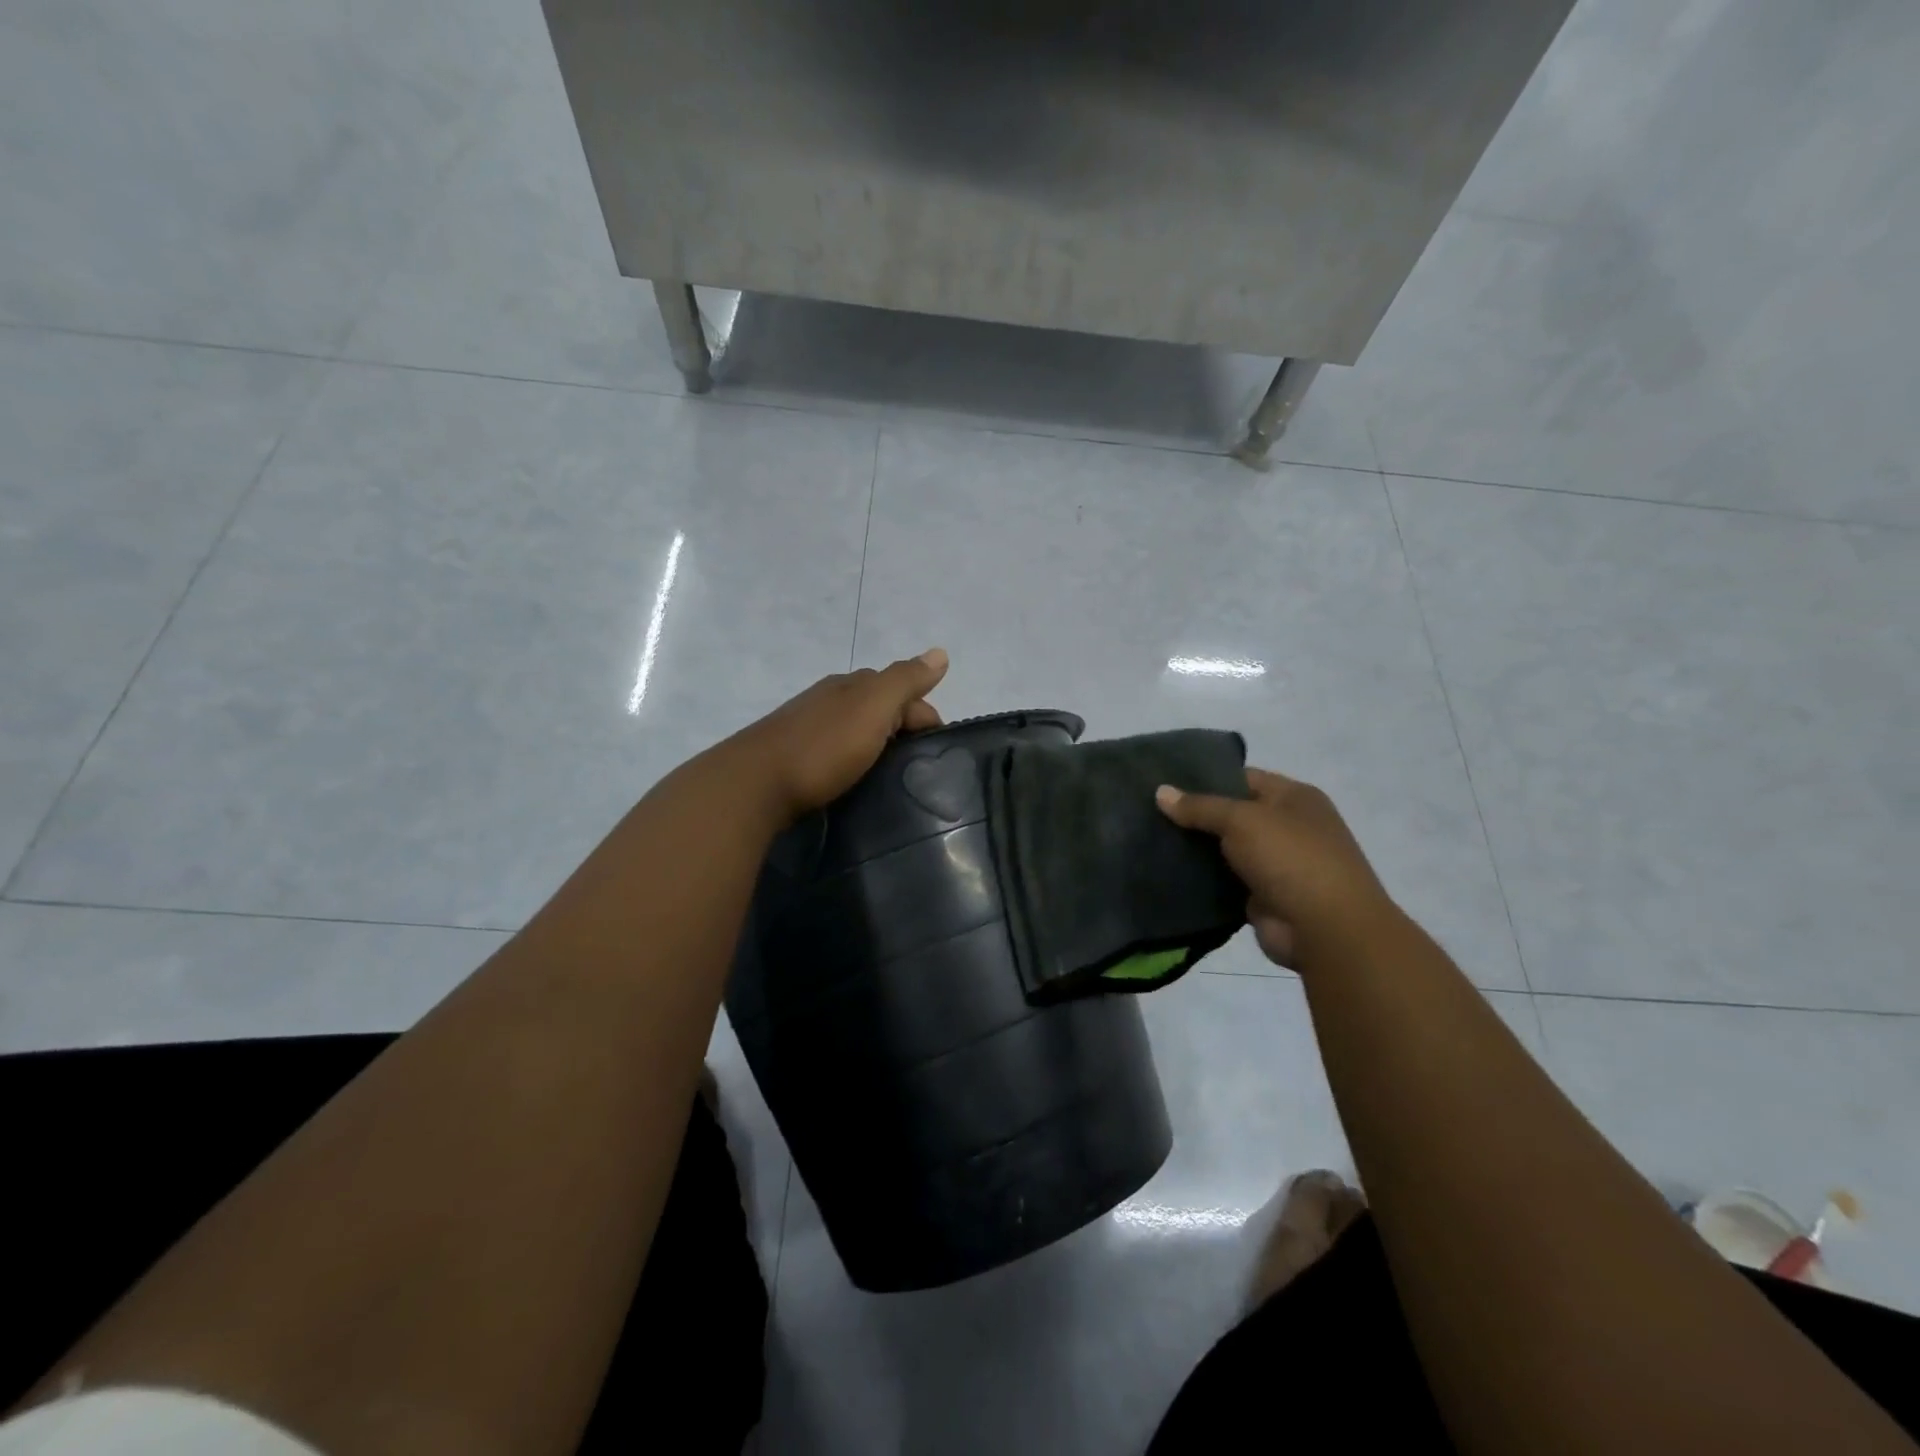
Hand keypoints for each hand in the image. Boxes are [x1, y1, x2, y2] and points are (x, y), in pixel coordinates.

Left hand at [732, 649, 949, 820]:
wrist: (754, 784)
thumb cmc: (822, 746)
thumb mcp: (873, 708)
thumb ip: (906, 681)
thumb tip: (941, 652)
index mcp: (853, 685)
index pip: (906, 692)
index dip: (926, 720)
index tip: (935, 759)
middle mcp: (832, 698)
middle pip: (882, 709)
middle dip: (904, 732)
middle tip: (915, 772)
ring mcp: (810, 726)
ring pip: (859, 730)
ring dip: (879, 747)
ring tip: (889, 781)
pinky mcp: (795, 756)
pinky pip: (838, 751)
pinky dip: (855, 761)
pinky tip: (855, 780)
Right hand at [1156, 768, 1395, 968]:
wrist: (1326, 930)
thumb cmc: (1290, 858)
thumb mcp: (1241, 820)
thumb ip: (1200, 806)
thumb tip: (1160, 791)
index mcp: (1294, 797)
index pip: (1242, 778)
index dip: (1204, 778)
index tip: (1164, 782)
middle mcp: (1289, 826)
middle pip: (1232, 814)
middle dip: (1195, 815)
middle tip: (1149, 811)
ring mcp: (1277, 864)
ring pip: (1226, 850)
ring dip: (1196, 849)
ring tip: (1149, 839)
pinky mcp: (1263, 897)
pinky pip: (1225, 882)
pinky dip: (1203, 880)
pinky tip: (1168, 872)